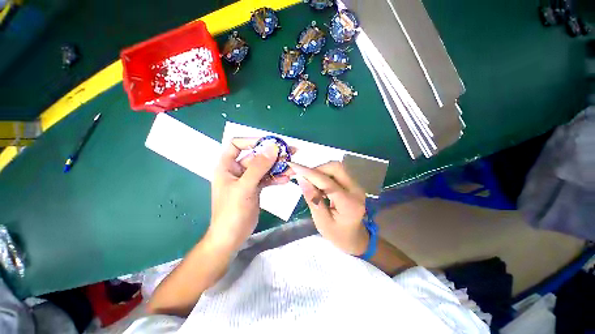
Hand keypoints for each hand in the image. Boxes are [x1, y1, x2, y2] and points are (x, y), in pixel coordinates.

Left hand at [207, 138, 290, 251]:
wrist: (232, 237)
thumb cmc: (232, 212)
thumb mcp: (245, 187)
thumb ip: (258, 167)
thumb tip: (272, 147)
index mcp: (227, 166)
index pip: (236, 144)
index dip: (252, 141)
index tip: (270, 143)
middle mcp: (237, 170)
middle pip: (256, 156)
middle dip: (273, 155)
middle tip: (291, 153)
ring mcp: (247, 179)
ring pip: (264, 168)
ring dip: (278, 167)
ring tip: (292, 168)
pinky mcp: (255, 188)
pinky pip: (267, 179)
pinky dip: (276, 178)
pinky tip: (286, 180)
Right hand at [288, 161, 368, 255]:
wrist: (355, 237)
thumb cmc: (337, 234)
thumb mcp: (321, 222)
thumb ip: (312, 199)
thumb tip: (301, 179)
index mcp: (349, 204)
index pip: (327, 182)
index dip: (309, 173)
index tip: (293, 166)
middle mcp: (356, 190)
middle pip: (335, 168)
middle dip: (316, 169)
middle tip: (302, 177)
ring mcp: (356, 185)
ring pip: (336, 168)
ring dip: (320, 171)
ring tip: (309, 182)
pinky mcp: (353, 183)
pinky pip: (337, 172)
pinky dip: (324, 174)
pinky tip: (318, 184)